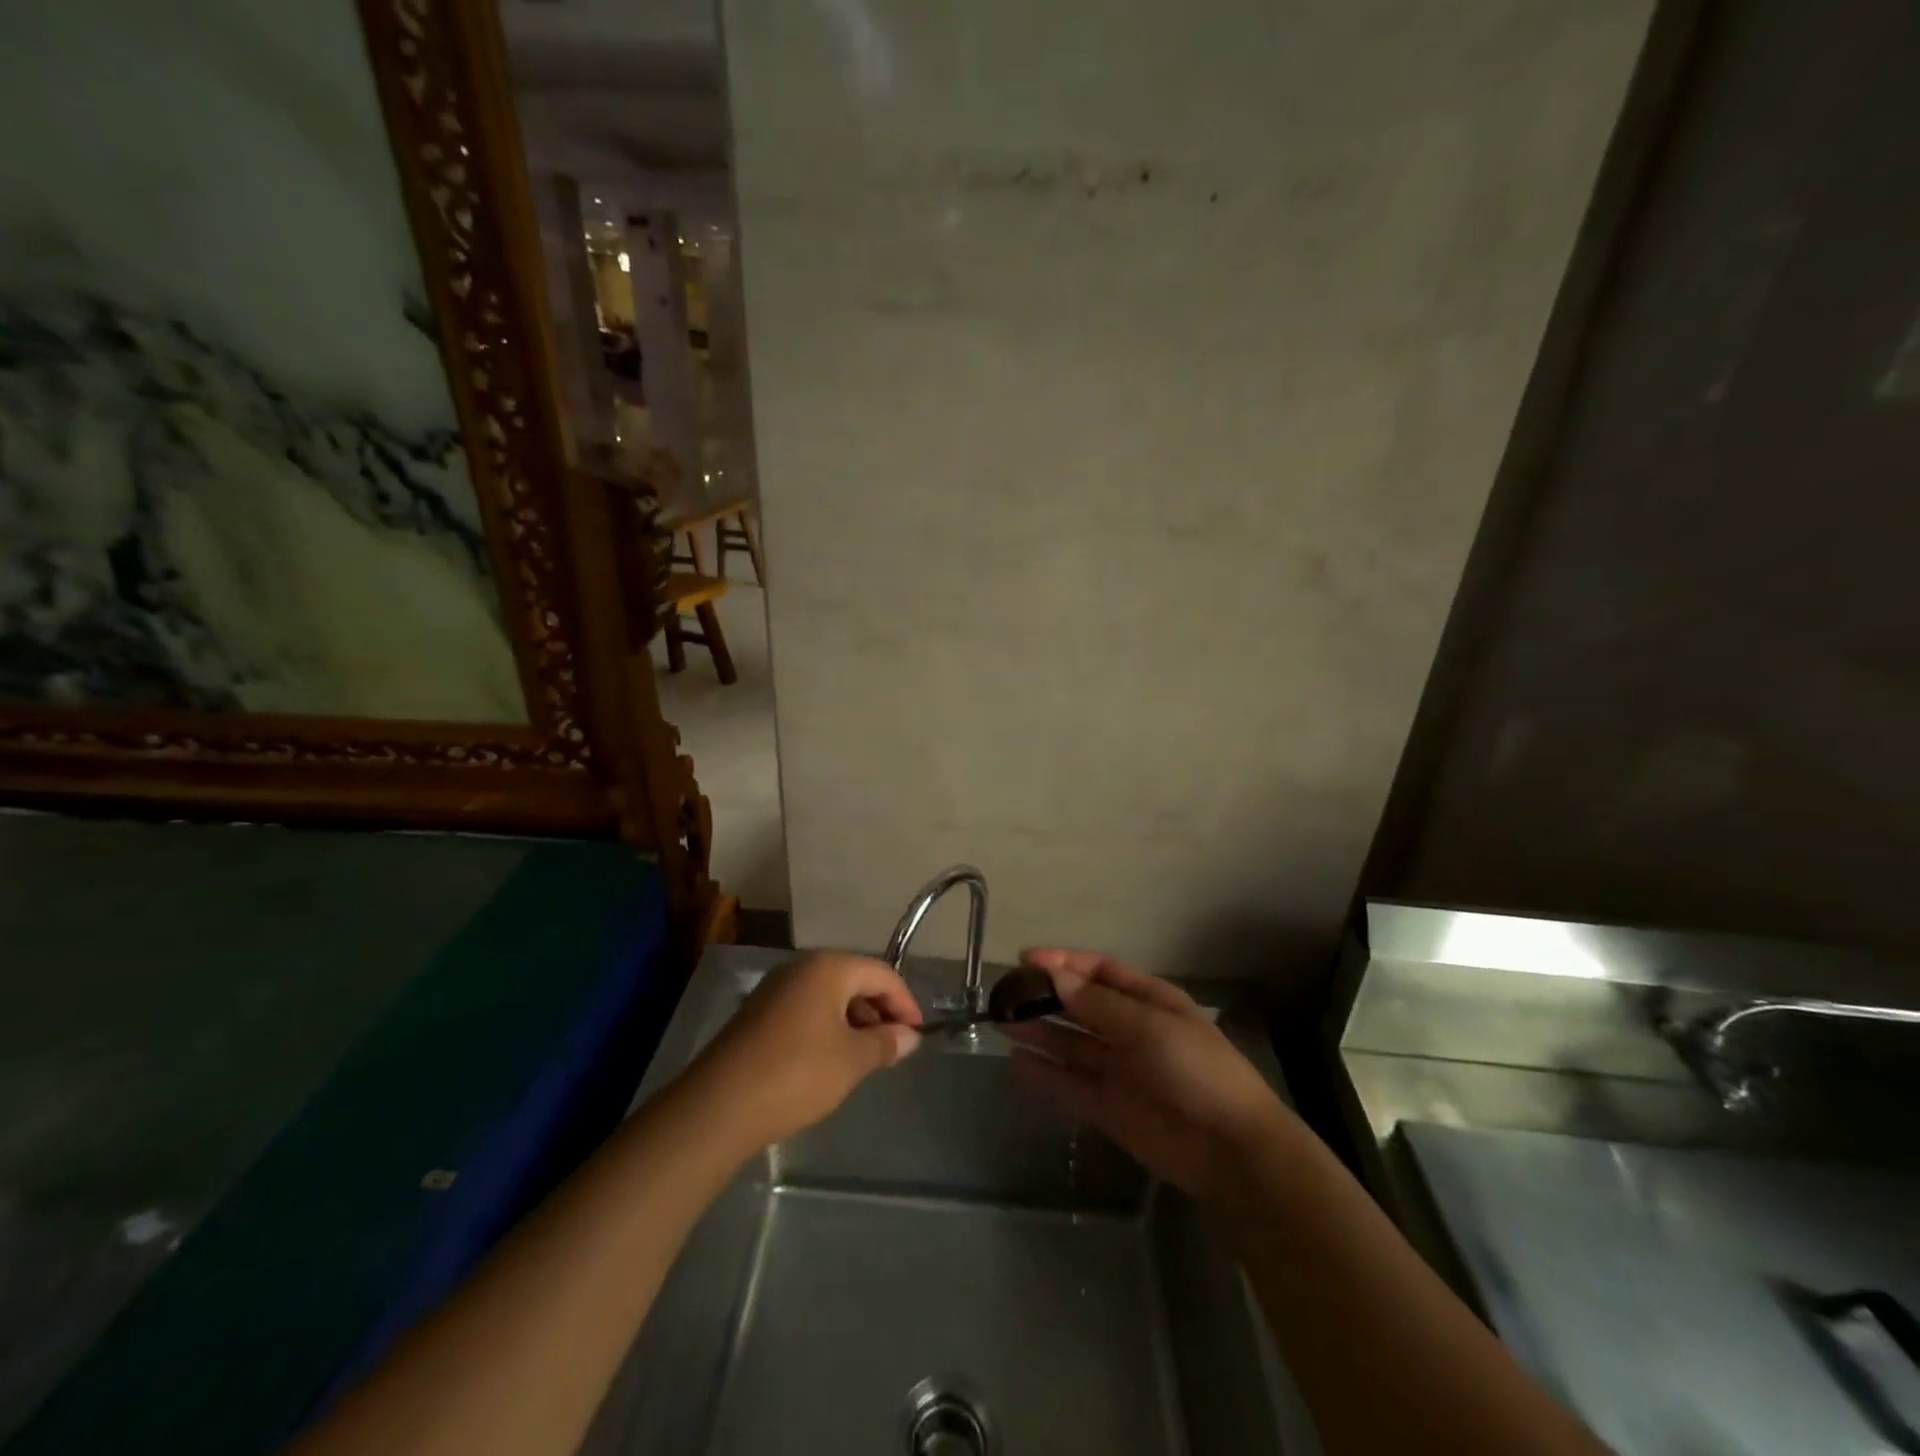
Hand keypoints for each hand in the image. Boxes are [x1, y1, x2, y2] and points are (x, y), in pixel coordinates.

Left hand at [682, 953, 922, 1148]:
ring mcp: (774, 989)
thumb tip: (909, 1036)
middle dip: (879, 1009)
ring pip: (828, 995)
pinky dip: (826, 1027)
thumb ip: (885, 1043)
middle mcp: (800, 968)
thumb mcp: (852, 1060)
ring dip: (853, 1020)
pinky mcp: (756, 1014)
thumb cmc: (797, 1074)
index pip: (880, 973)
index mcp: (828, 968)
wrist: (719, 1106)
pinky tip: (830, 1059)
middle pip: (853, 979)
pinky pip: (804, 1009)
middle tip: (894, 1045)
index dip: (904, 1001)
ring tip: (866, 1056)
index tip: (917, 1032)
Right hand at [1004, 948, 1297, 1201]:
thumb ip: (1098, 1005)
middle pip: (1080, 1006)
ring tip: (1001, 1022)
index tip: (1026, 960)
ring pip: (1070, 1044)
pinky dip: (1044, 1074)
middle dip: (1046, 997)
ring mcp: (1119, 1069)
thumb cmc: (1197, 1071)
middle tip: (1005, 993)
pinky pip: (1069, 1084)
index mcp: (1149, 1001)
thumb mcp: (1150, 1028)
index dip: (1064, 963)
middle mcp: (1130, 1030)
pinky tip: (1017, 1063)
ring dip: (1039, 1032)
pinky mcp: (1109, 1108)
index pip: (1099, 972)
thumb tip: (1054, 976)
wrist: (1230, 1151)